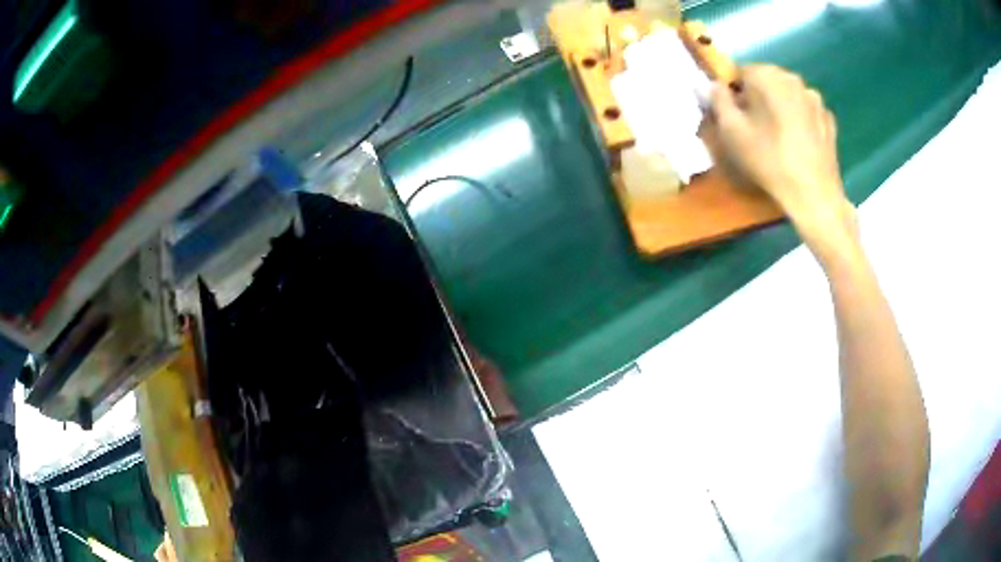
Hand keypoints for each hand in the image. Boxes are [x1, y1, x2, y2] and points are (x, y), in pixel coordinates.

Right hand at [711, 65, 858, 264]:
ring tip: (779, 138)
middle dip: (758, 98)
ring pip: (787, 96)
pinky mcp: (828, 118)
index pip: (739, 72)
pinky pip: (806, 112)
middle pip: (766, 81)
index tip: (736, 118)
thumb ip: (717, 100)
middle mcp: (792, 78)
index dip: (734, 94)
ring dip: (780, 108)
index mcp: (766, 75)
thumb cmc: (769, 160)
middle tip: (756, 129)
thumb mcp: (731, 131)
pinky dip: (800, 121)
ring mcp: (814, 98)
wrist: (814, 194)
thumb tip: (713, 85)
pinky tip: (797, 144)